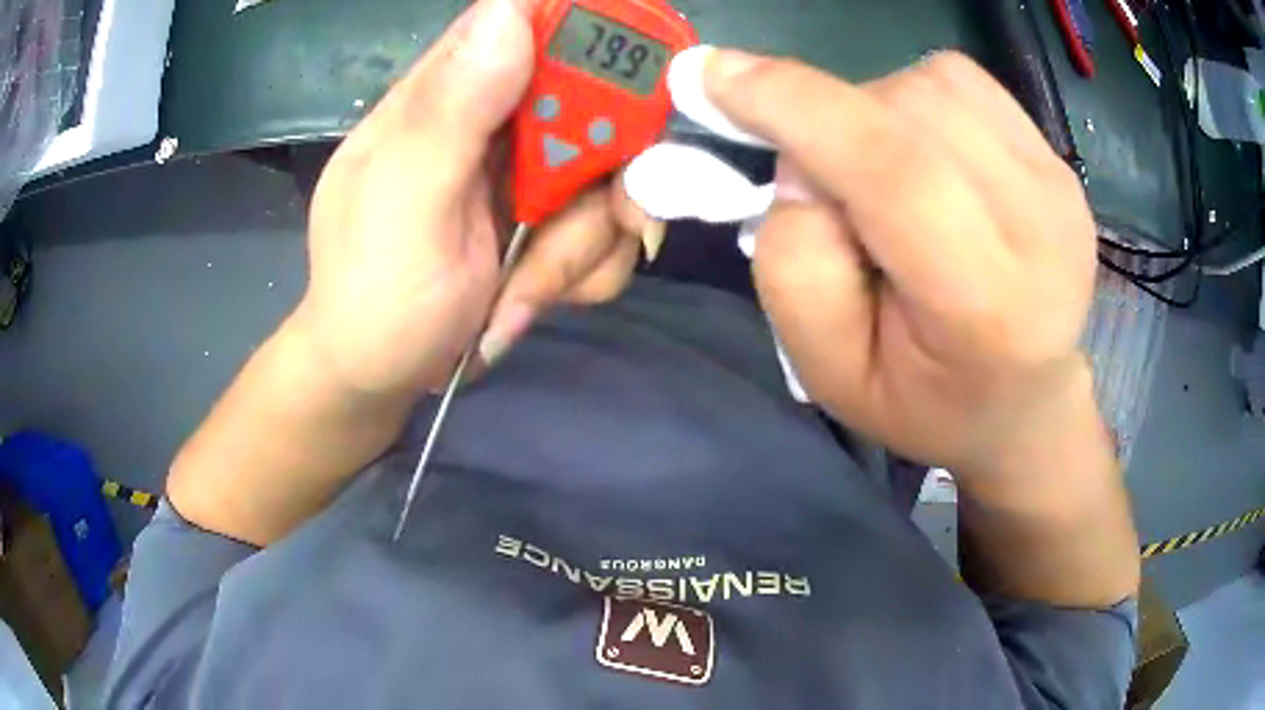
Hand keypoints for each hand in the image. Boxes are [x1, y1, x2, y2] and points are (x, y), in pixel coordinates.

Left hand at [299, 0, 646, 396]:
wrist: (383, 376)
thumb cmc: (375, 295)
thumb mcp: (403, 204)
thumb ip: (451, 110)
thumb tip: (509, 12)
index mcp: (447, 93)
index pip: (524, 17)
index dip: (588, 27)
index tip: (626, 79)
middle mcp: (495, 118)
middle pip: (598, 100)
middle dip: (609, 170)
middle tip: (615, 217)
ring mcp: (529, 170)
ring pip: (615, 174)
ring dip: (583, 245)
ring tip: (522, 292)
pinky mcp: (551, 218)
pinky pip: (610, 227)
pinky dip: (584, 271)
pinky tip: (529, 300)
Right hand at [705, 50, 1106, 477]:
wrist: (1023, 400)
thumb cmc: (924, 399)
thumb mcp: (830, 372)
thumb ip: (794, 264)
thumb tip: (798, 156)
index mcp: (986, 304)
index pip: (892, 170)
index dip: (795, 105)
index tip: (711, 73)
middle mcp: (1040, 228)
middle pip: (904, 110)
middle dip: (832, 124)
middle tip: (834, 192)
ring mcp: (1058, 183)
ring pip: (931, 84)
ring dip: (876, 111)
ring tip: (889, 180)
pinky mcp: (1060, 159)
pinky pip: (963, 83)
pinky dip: (917, 100)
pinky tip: (930, 157)